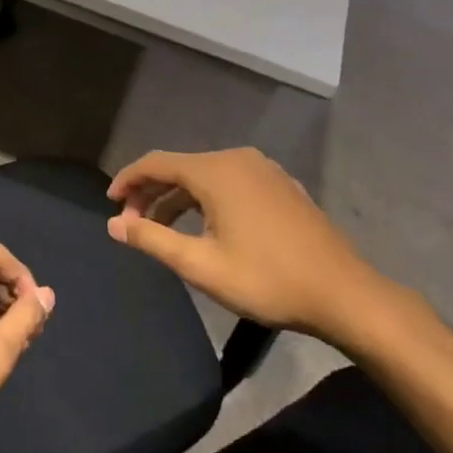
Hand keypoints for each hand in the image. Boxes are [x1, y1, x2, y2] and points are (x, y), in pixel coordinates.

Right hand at [106, 147, 392, 342]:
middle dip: (151, 192)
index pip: (156, 163)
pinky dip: (206, 198)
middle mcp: (238, 159)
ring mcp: (264, 170)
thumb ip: (152, 239)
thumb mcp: (200, 265)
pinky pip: (230, 182)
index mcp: (216, 171)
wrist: (343, 293)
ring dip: (178, 197)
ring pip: (206, 175)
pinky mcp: (280, 185)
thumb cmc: (266, 279)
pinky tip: (204, 226)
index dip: (128, 180)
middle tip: (131, 223)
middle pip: (181, 166)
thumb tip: (113, 224)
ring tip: (161, 229)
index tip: (109, 203)